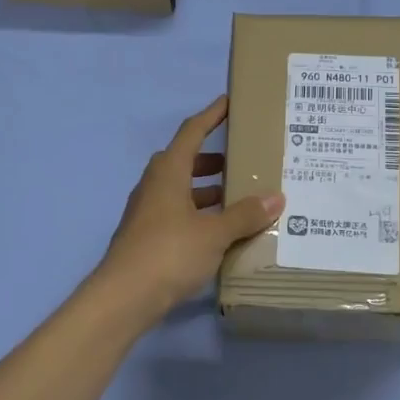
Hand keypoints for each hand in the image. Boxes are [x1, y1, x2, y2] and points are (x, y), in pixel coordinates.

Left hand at [95, 96, 283, 322]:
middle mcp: (154, 186)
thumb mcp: (214, 233)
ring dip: (205, 190)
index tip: (230, 103)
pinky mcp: (146, 237)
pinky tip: (218, 232)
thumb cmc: (169, 253)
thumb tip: (276, 197)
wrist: (124, 297)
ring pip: (180, 190)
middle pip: (184, 161)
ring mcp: (147, 213)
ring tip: (236, 198)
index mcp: (168, 173)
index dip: (212, 115)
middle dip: (211, 159)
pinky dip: (198, 214)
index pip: (192, 132)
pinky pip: (177, 214)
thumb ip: (245, 215)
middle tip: (240, 161)